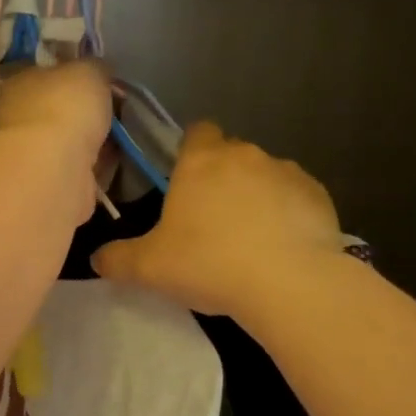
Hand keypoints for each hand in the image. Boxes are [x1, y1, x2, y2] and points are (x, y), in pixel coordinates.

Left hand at [0, 60, 112, 225]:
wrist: (53, 168)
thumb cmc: (64, 107)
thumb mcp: (89, 70)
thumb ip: (95, 67)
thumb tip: (99, 71)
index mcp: (17, 84)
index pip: (44, 75)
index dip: (73, 76)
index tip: (101, 82)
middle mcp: (16, 119)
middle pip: (57, 112)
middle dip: (84, 115)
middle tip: (116, 112)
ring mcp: (29, 156)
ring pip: (68, 144)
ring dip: (91, 144)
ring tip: (119, 139)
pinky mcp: (47, 186)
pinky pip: (77, 172)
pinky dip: (94, 170)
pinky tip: (113, 165)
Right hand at [92, 122, 341, 319]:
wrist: (289, 283)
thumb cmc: (209, 263)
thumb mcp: (150, 268)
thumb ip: (118, 259)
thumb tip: (97, 259)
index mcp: (201, 161)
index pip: (196, 132)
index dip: (190, 151)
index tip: (185, 182)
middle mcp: (245, 155)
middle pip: (230, 155)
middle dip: (221, 179)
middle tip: (210, 222)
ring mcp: (286, 172)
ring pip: (265, 175)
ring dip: (256, 197)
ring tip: (250, 240)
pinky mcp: (318, 195)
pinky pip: (296, 198)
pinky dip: (288, 214)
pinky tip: (282, 248)